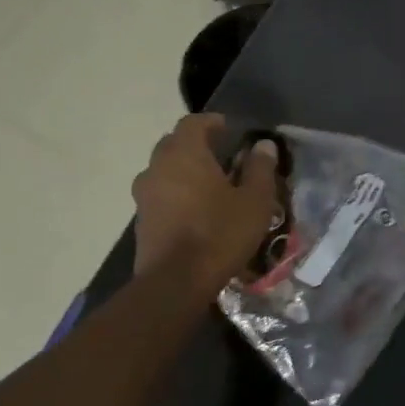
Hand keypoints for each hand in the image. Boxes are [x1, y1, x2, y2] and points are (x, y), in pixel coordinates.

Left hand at [132, 114, 279, 293]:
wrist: (175, 283)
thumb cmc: (219, 233)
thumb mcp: (254, 201)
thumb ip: (260, 168)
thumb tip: (264, 145)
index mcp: (185, 152)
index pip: (193, 122)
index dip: (211, 123)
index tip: (227, 130)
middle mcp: (158, 166)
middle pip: (174, 144)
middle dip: (196, 146)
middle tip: (220, 157)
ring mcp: (144, 194)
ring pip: (164, 170)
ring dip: (183, 171)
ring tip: (207, 186)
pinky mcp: (140, 220)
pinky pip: (159, 195)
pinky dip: (174, 195)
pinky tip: (193, 212)